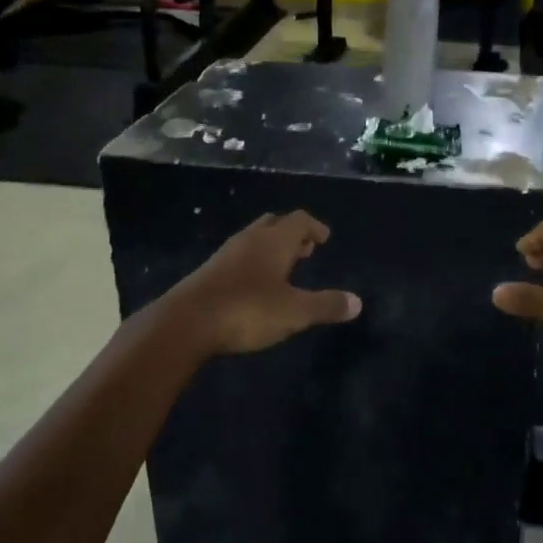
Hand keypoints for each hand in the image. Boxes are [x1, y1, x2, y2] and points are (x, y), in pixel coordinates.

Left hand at [163, 212, 361, 356]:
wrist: (185, 323)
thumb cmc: (247, 310)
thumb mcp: (294, 312)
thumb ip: (326, 305)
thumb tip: (357, 302)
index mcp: (275, 241)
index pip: (300, 220)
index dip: (315, 226)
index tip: (324, 237)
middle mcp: (250, 239)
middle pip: (274, 224)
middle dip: (292, 234)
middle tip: (306, 250)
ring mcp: (226, 254)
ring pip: (254, 239)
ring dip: (271, 248)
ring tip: (283, 267)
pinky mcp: (208, 272)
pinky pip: (238, 257)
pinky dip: (252, 263)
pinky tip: (254, 285)